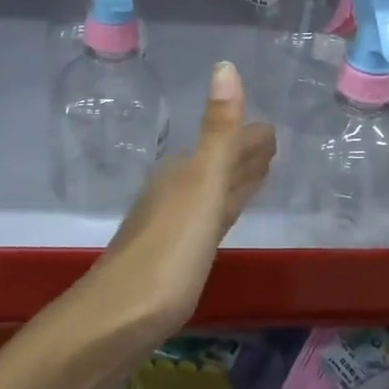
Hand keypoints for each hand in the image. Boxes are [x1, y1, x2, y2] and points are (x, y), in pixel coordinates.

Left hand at [84, 62, 276, 346]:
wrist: (115, 322)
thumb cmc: (166, 254)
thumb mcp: (200, 188)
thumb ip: (218, 133)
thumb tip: (225, 66)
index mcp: (184, 173)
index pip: (225, 146)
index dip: (250, 138)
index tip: (273, 127)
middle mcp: (176, 193)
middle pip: (217, 167)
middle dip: (243, 156)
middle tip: (272, 144)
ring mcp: (171, 228)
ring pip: (211, 194)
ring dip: (233, 182)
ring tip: (256, 175)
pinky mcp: (172, 262)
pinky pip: (206, 222)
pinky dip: (220, 213)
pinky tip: (219, 222)